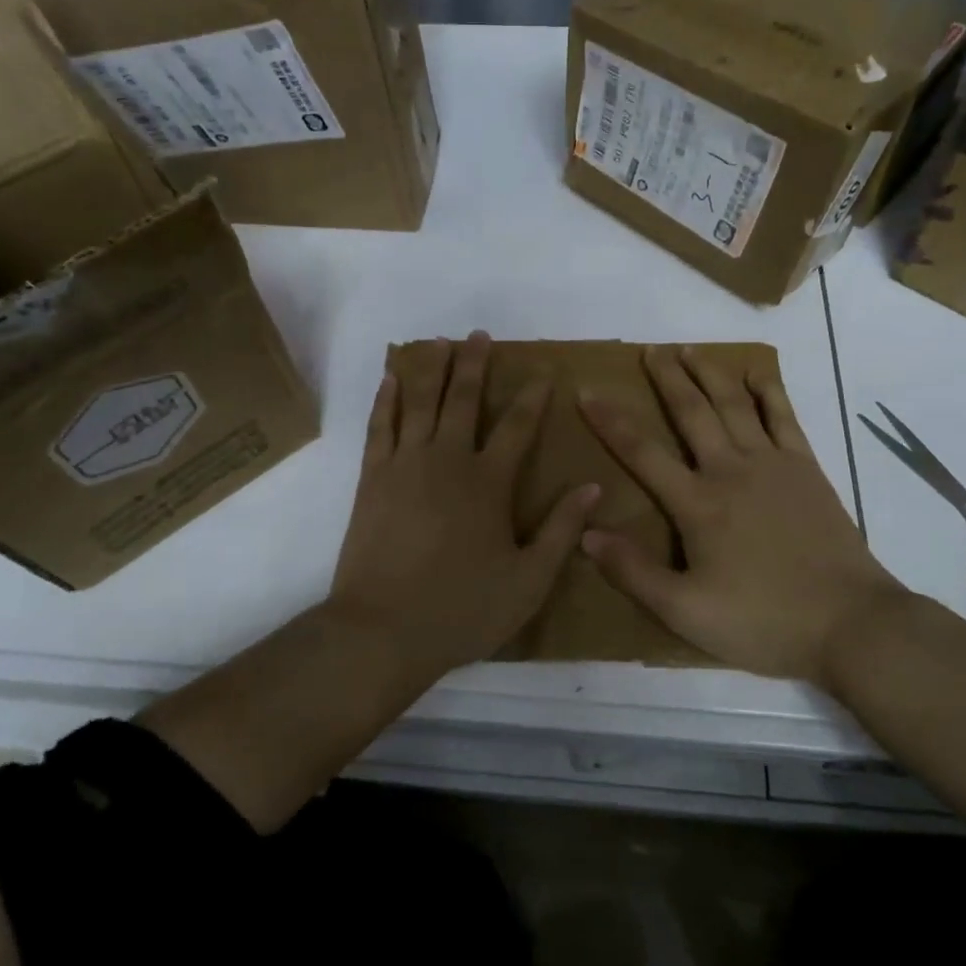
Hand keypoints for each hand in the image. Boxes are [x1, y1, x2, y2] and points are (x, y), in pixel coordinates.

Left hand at [329, 331, 601, 677]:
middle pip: (464, 398)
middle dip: (474, 363)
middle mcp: (448, 460)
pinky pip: (380, 425)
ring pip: (420, 401)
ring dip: (431, 368)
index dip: (533, 397)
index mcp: (489, 482)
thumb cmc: (462, 608)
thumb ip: (562, 530)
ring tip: (439, 341)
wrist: (382, 630)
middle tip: (480, 335)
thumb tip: (593, 487)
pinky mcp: (373, 477)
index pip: (518, 426)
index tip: (543, 372)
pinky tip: (390, 378)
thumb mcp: (529, 580)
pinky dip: (386, 398)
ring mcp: (406, 464)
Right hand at [577, 346, 902, 683]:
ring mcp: (772, 464)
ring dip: (709, 374)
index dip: (610, 421)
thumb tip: (587, 532)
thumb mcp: (686, 612)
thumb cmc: (763, 621)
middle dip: (666, 379)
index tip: (587, 392)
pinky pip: (784, 418)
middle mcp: (730, 470)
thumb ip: (634, 572)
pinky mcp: (807, 469)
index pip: (642, 452)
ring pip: (734, 405)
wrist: (850, 624)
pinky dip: (768, 391)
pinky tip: (757, 373)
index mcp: (698, 504)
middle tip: (649, 349)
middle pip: (691, 413)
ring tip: (689, 350)